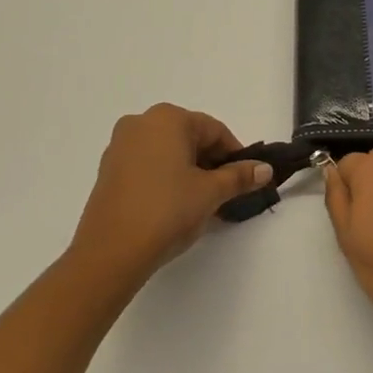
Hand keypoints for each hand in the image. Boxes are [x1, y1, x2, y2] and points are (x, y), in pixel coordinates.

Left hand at [69, 104, 272, 285]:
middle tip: (224, 193)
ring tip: (200, 203)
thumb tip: (266, 169)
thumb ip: (239, 177)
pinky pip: (147, 165)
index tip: (245, 180)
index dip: (234, 155)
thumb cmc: (167, 211)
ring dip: (188, 171)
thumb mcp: (210, 193)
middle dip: (210, 163)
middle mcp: (141, 123)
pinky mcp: (107, 170)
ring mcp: (119, 146)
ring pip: (167, 152)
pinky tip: (173, 206)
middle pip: (189, 138)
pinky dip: (165, 178)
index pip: (214, 130)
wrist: (110, 253)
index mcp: (168, 118)